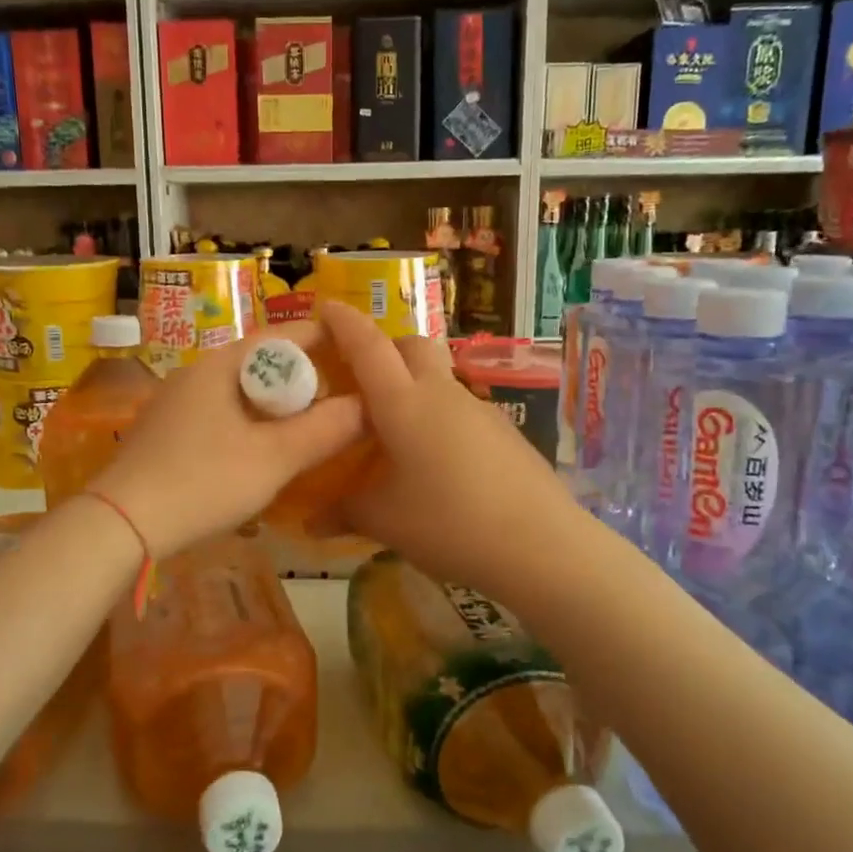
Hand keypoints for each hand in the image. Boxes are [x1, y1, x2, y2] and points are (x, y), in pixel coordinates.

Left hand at [89, 319, 362, 559]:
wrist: (121, 524)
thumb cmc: (202, 482)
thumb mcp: (274, 459)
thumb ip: (324, 431)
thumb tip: (366, 407)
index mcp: (220, 365)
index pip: (281, 336)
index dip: (322, 340)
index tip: (356, 355)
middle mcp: (194, 373)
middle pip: (260, 363)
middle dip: (300, 379)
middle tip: (335, 402)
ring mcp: (175, 402)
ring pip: (239, 392)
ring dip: (275, 406)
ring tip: (305, 429)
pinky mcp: (165, 431)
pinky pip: (219, 414)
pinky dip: (248, 423)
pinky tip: (259, 453)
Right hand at [319, 301, 579, 605]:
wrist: (541, 545)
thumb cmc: (448, 524)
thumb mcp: (384, 521)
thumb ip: (344, 512)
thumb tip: (311, 521)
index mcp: (404, 404)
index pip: (368, 347)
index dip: (344, 323)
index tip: (325, 305)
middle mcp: (442, 394)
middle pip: (413, 345)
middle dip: (385, 347)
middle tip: (362, 377)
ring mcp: (480, 410)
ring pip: (440, 378)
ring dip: (415, 386)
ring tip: (397, 432)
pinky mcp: (505, 432)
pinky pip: (461, 410)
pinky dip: (440, 418)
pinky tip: (438, 462)